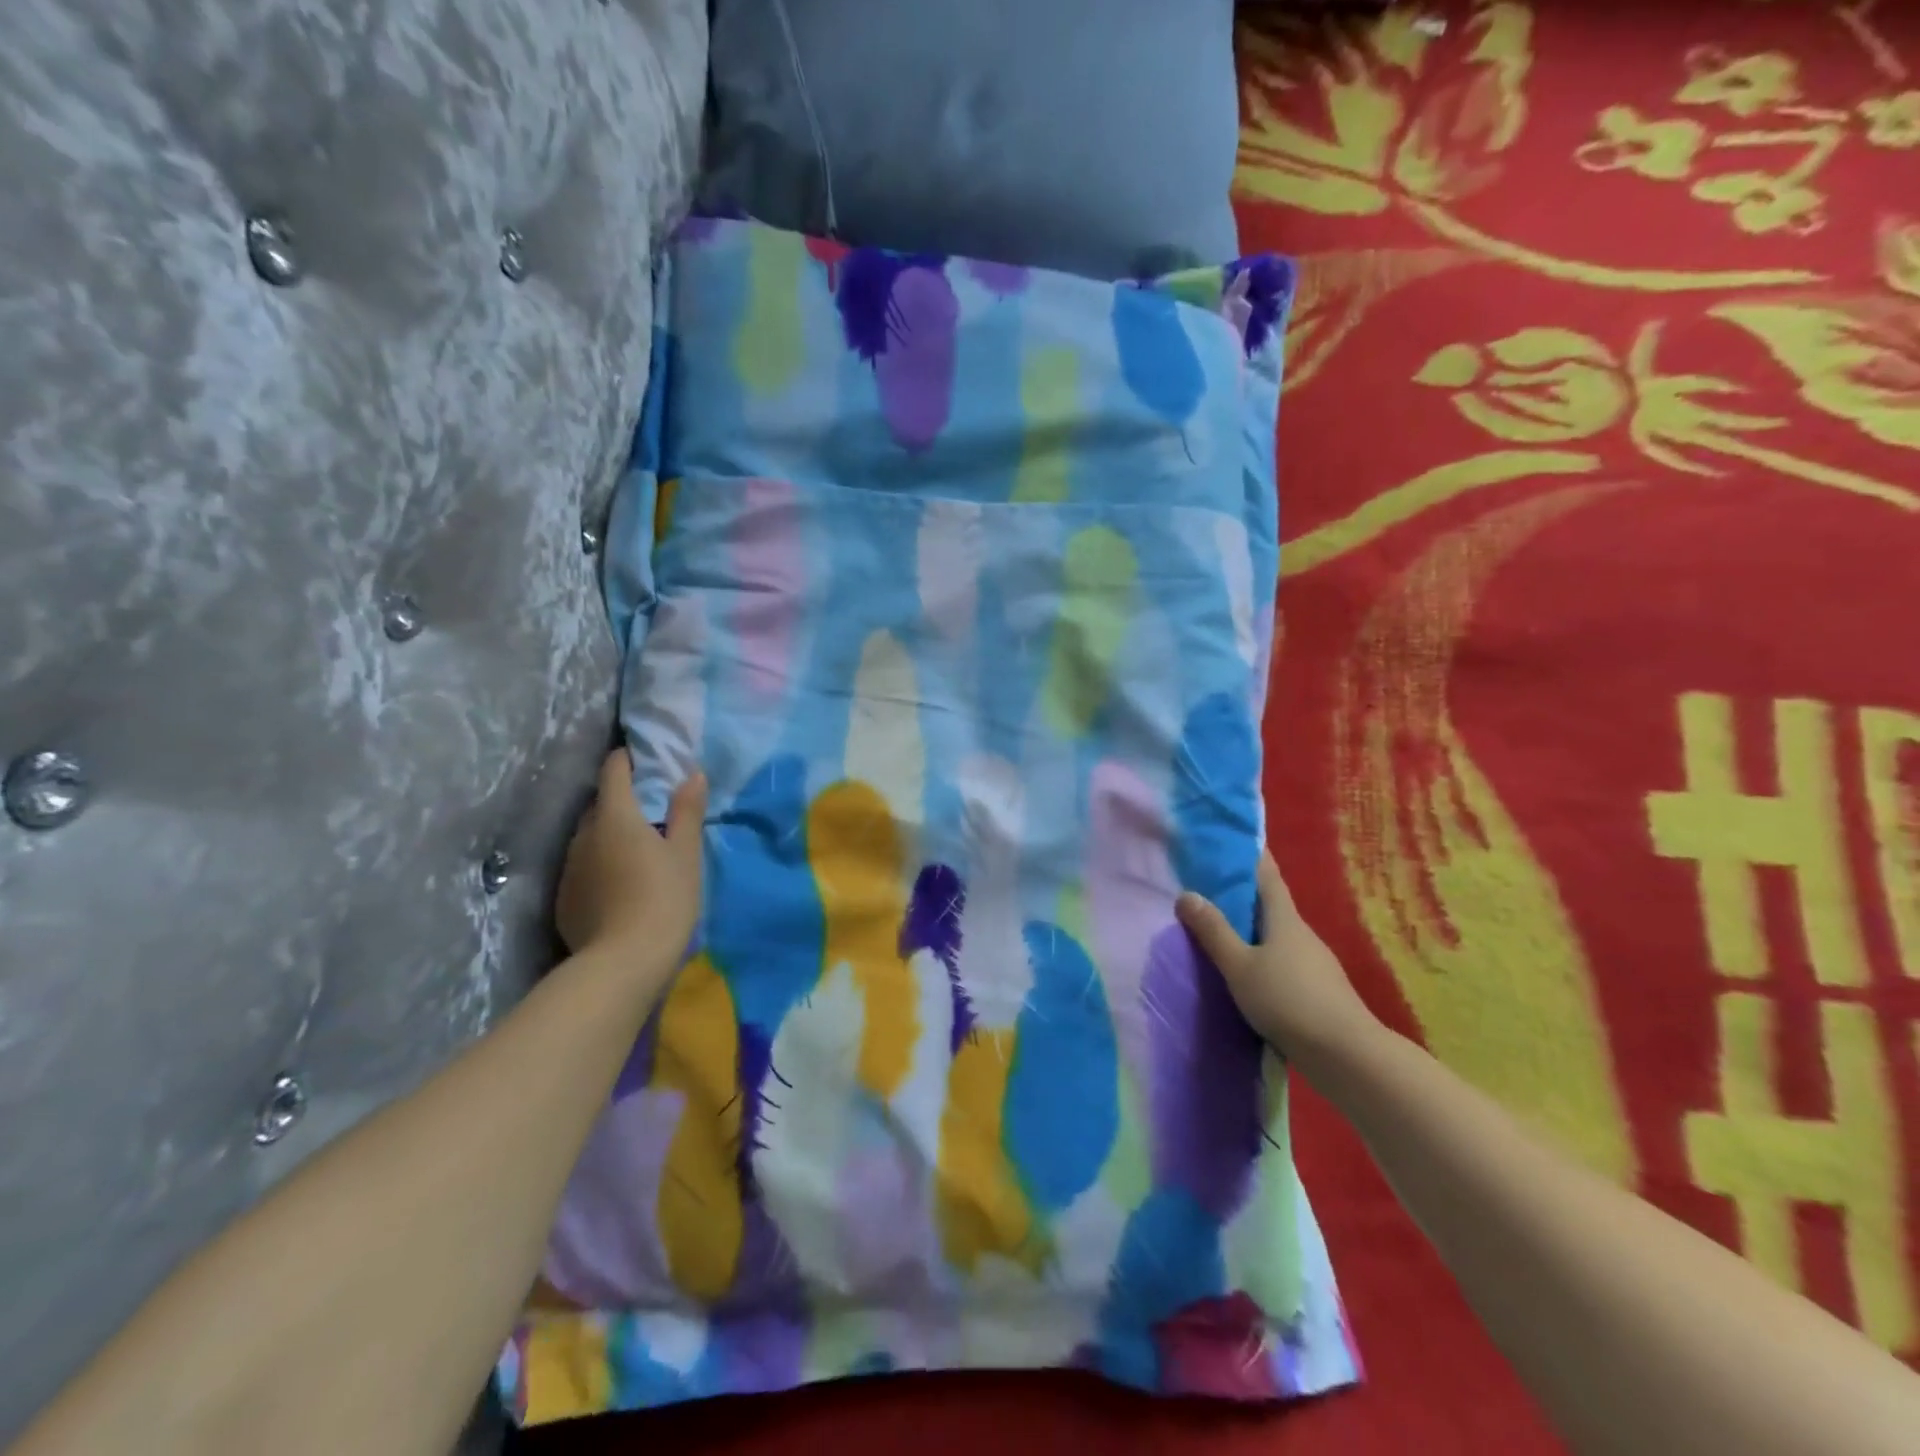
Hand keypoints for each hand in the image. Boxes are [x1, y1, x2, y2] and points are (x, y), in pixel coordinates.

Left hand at [555, 749, 706, 973]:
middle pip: (600, 804)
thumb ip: (687, 811)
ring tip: (637, 850)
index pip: (614, 770)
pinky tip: (620, 885)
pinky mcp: (563, 898)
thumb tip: (692, 773)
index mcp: (615, 816)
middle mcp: (584, 834)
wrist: (622, 964)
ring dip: (609, 834)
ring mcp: (569, 867)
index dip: (628, 759)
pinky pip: (583, 867)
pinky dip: (600, 864)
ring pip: (589, 837)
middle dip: (621, 800)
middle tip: (652, 810)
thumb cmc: (664, 899)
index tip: (645, 760)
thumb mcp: (686, 853)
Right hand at [1176, 853, 1380, 1069]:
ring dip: (1253, 930)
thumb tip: (1186, 894)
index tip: (1236, 839)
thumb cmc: (1288, 1000)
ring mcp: (1314, 964)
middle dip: (1244, 894)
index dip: (1253, 856)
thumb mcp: (1239, 966)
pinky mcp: (1318, 991)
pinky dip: (1263, 957)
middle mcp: (1302, 934)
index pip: (1268, 876)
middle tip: (1210, 886)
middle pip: (1272, 905)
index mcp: (1285, 919)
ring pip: (1277, 936)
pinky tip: (1247, 974)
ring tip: (1221, 931)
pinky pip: (1284, 962)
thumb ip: (1213, 932)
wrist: (1348, 1056)